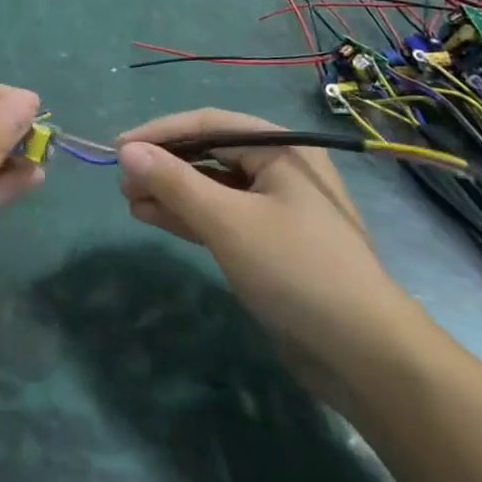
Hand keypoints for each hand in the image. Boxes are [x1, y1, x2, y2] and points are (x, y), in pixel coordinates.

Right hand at [117, 109, 418, 396]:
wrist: (365, 356)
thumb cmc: (296, 271)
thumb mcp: (228, 221)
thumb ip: (175, 182)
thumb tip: (126, 151)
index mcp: (281, 149)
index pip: (208, 124)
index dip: (159, 133)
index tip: (116, 148)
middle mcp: (279, 170)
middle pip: (209, 153)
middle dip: (164, 165)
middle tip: (121, 182)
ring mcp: (275, 209)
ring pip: (212, 187)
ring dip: (170, 191)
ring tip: (128, 200)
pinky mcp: (269, 244)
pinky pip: (220, 216)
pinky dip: (187, 215)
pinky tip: (152, 217)